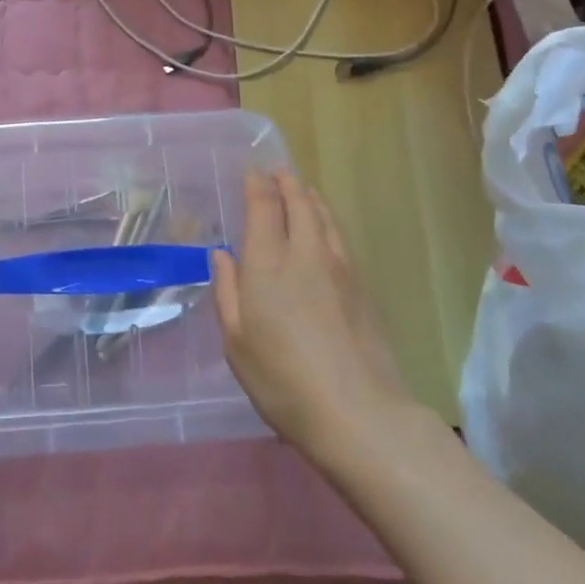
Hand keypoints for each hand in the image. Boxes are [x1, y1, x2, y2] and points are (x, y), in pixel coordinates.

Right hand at [212, 171, 414, 469]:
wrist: (359, 413)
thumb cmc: (282, 380)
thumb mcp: (236, 341)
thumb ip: (228, 291)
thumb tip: (222, 254)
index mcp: (267, 262)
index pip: (263, 206)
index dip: (257, 184)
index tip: (253, 170)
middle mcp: (304, 253)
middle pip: (298, 203)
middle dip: (286, 183)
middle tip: (278, 171)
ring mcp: (339, 268)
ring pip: (324, 217)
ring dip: (310, 197)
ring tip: (302, 189)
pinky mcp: (362, 287)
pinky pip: (339, 237)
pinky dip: (327, 221)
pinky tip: (324, 230)